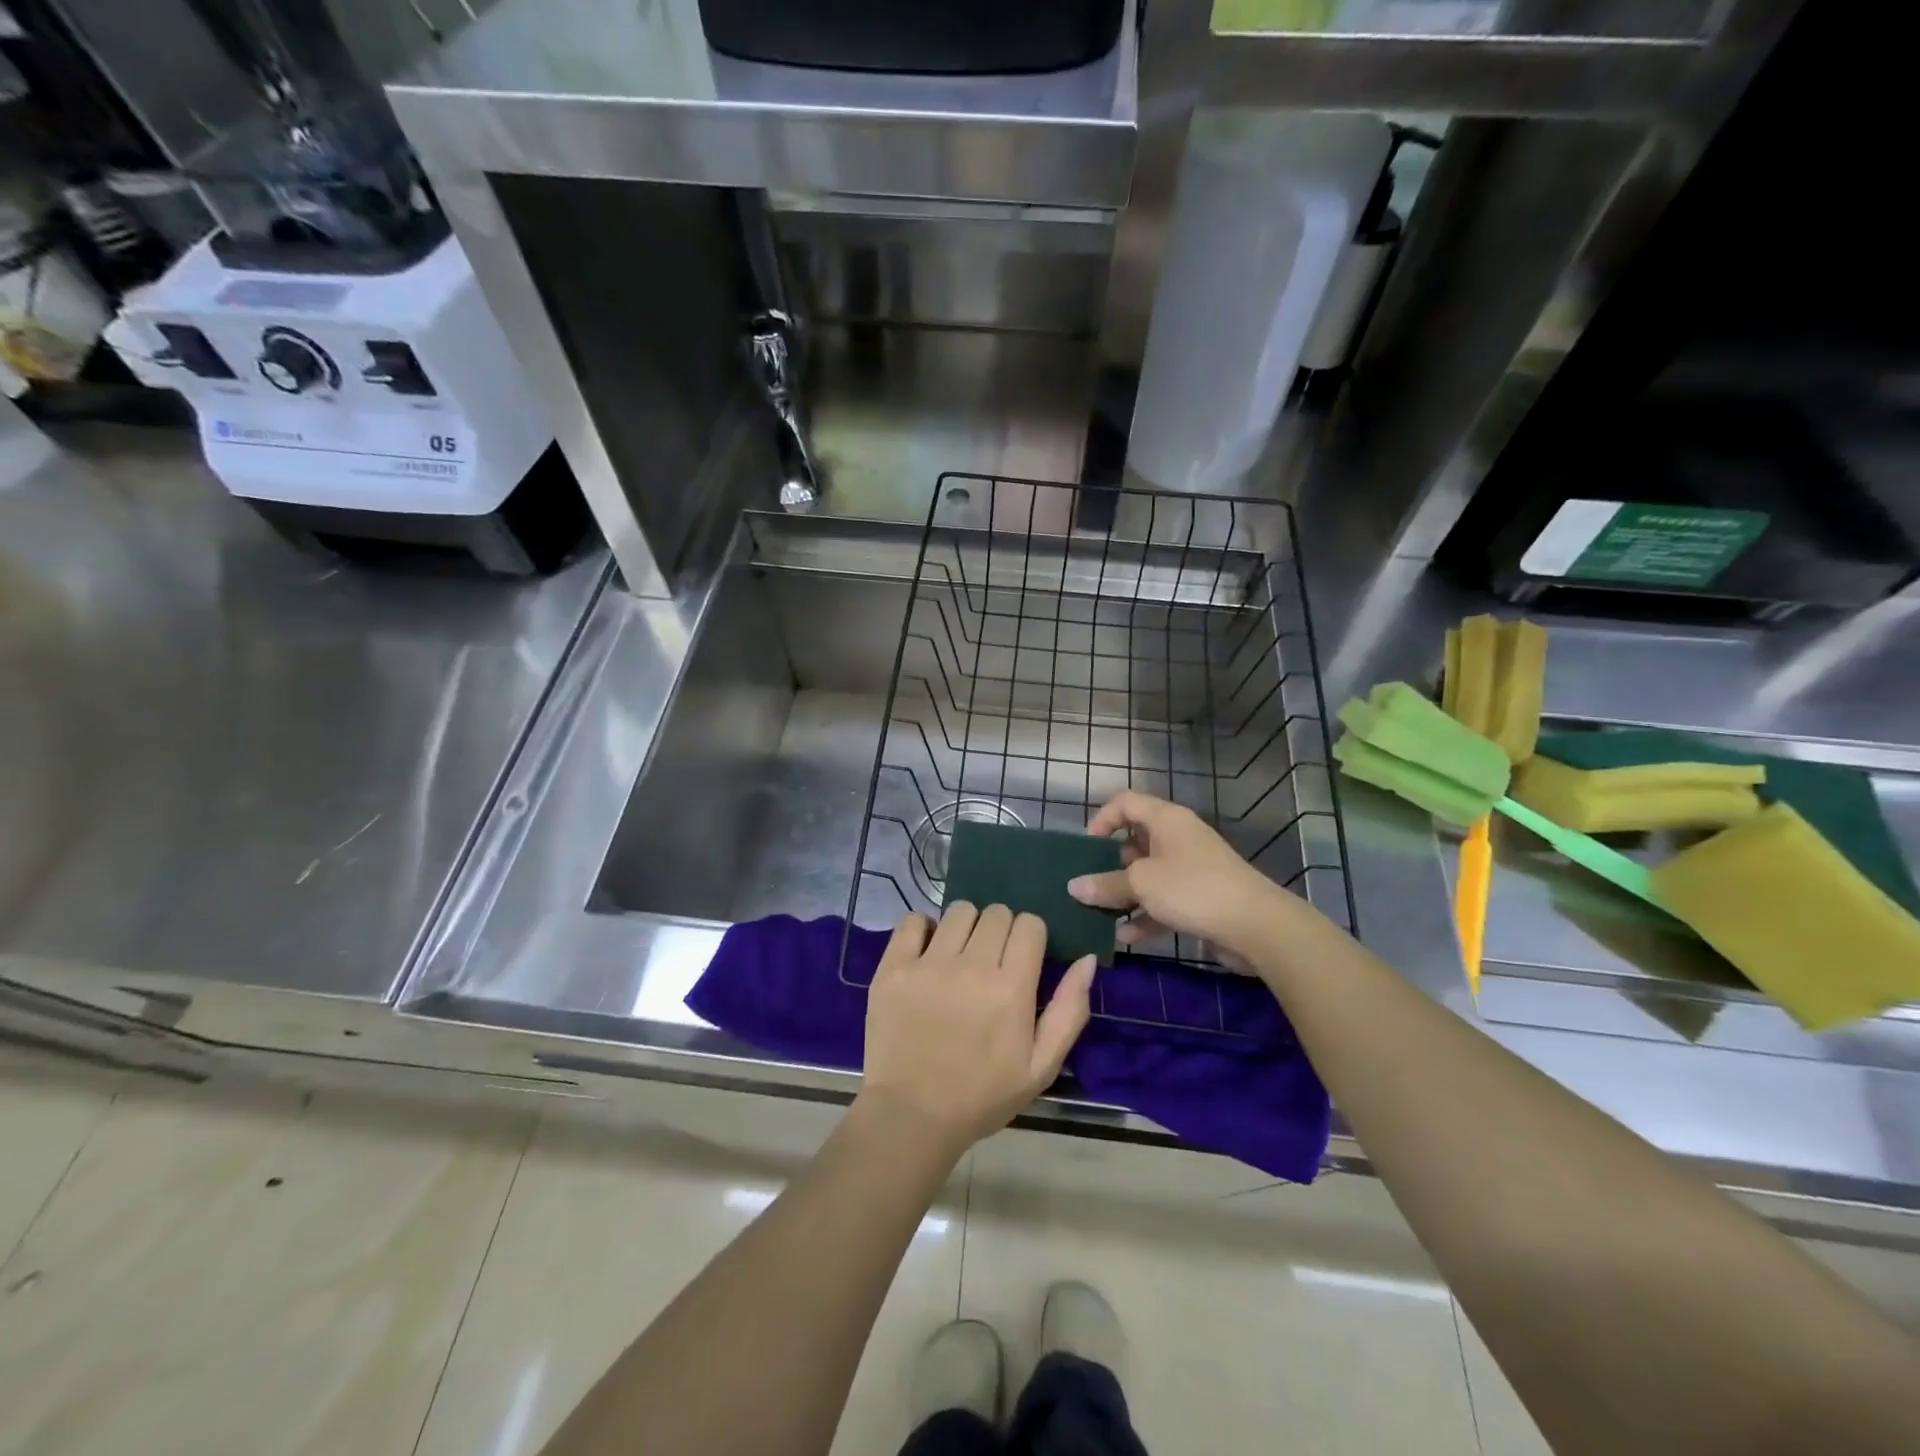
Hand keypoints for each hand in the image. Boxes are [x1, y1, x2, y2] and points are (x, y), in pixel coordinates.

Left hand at [859, 903, 1094, 1157]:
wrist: (912, 1116)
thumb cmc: (982, 1096)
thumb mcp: (1041, 1066)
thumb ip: (1069, 1010)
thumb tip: (1088, 959)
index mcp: (1011, 989)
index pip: (1029, 924)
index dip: (1031, 936)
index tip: (1023, 958)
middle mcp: (971, 967)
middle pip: (996, 913)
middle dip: (1001, 929)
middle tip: (992, 961)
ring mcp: (928, 964)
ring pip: (959, 911)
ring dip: (966, 926)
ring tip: (960, 955)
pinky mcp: (893, 967)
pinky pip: (912, 920)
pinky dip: (923, 928)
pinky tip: (927, 951)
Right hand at [1067, 791, 1296, 964]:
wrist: (1256, 925)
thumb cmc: (1193, 889)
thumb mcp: (1141, 883)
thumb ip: (1105, 884)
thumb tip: (1074, 886)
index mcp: (1166, 819)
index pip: (1125, 802)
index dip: (1102, 819)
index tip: (1086, 847)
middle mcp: (1177, 838)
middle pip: (1134, 841)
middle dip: (1108, 864)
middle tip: (1088, 884)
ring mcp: (1190, 869)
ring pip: (1147, 875)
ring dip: (1124, 894)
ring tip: (1099, 913)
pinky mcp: (1199, 898)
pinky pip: (1163, 901)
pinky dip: (1144, 915)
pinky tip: (1126, 937)